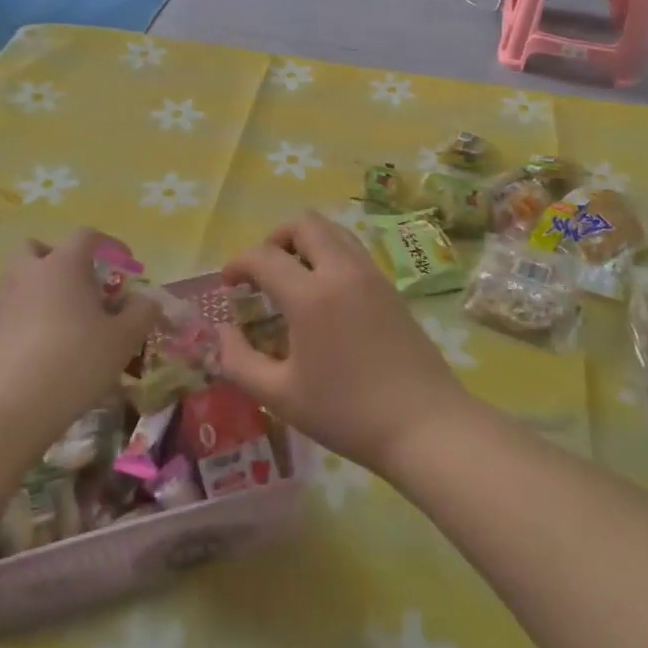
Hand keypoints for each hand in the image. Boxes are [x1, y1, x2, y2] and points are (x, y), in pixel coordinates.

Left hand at [0, 230, 161, 459]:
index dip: (110, 245)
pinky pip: (17, 310)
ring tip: (72, 321)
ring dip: (45, 289)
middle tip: (82, 284)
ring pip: (23, 279)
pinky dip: (33, 318)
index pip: (86, 236)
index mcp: (63, 264)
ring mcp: (6, 303)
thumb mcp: (124, 338)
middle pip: (37, 248)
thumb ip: (142, 312)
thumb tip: (146, 300)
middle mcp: (30, 274)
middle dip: (58, 258)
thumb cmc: (76, 360)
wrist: (11, 407)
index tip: (126, 265)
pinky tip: (53, 347)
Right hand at [216, 211, 473, 478]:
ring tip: (293, 279)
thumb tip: (222, 333)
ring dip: (305, 242)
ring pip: (333, 230)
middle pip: (304, 223)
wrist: (425, 425)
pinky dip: (330, 255)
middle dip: (275, 239)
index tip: (228, 284)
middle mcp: (342, 271)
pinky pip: (353, 250)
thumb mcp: (281, 396)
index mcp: (311, 296)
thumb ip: (240, 362)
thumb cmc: (347, 413)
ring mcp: (372, 275)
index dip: (238, 263)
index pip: (264, 256)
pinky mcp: (391, 287)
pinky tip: (325, 296)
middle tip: (263, 273)